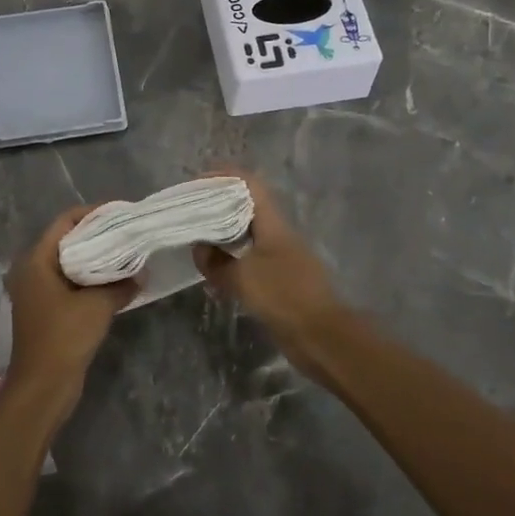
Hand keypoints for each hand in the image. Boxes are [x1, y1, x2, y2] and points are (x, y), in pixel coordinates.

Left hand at [5, 206, 133, 408]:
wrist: (42, 389)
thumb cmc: (64, 338)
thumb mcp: (97, 306)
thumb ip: (120, 284)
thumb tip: (141, 273)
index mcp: (36, 260)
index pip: (65, 222)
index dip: (92, 214)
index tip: (120, 212)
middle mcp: (32, 271)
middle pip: (67, 241)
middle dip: (97, 236)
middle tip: (128, 232)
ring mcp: (38, 292)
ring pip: (70, 264)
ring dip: (96, 260)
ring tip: (127, 254)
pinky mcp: (47, 311)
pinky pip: (71, 284)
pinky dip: (91, 280)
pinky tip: (116, 282)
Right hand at [192, 173, 349, 380]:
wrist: (323, 339)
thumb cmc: (284, 298)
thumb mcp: (242, 278)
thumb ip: (216, 262)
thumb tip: (199, 248)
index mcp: (273, 223)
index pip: (250, 185)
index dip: (224, 177)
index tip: (198, 181)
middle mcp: (279, 234)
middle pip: (247, 206)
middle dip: (219, 204)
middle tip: (191, 211)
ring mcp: (282, 256)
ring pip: (248, 233)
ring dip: (224, 232)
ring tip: (197, 238)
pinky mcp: (282, 279)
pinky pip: (251, 258)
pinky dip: (232, 257)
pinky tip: (215, 269)